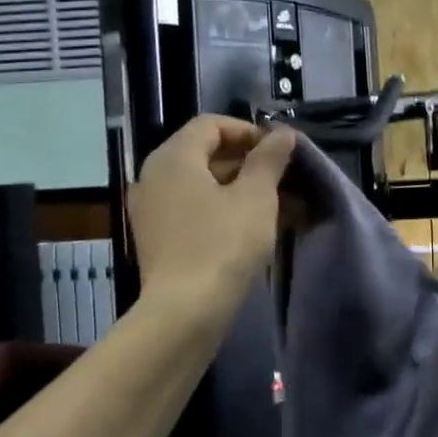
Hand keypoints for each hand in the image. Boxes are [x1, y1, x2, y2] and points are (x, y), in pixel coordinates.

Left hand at [127, 117, 296, 313]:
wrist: (185, 312)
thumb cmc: (223, 244)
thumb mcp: (256, 197)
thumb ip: (270, 159)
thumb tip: (282, 133)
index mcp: (174, 157)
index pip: (211, 125)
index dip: (249, 132)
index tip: (280, 153)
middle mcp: (154, 176)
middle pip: (205, 153)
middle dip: (248, 162)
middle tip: (284, 179)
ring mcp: (153, 209)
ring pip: (202, 184)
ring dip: (240, 188)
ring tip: (278, 205)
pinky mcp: (158, 238)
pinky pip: (194, 209)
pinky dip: (223, 210)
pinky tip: (253, 227)